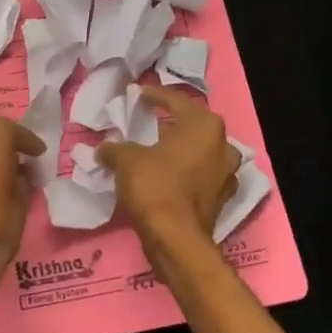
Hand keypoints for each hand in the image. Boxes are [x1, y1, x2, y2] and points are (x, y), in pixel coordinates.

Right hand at [98, 85, 239, 246]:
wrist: (176, 238)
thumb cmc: (155, 187)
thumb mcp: (126, 160)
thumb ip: (115, 148)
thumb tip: (104, 148)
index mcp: (205, 126)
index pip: (177, 101)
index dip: (155, 95)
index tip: (138, 94)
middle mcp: (223, 145)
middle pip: (194, 126)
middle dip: (171, 123)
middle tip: (148, 121)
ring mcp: (226, 174)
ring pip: (200, 152)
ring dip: (180, 149)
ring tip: (156, 149)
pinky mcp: (221, 198)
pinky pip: (200, 175)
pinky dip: (184, 172)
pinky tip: (166, 176)